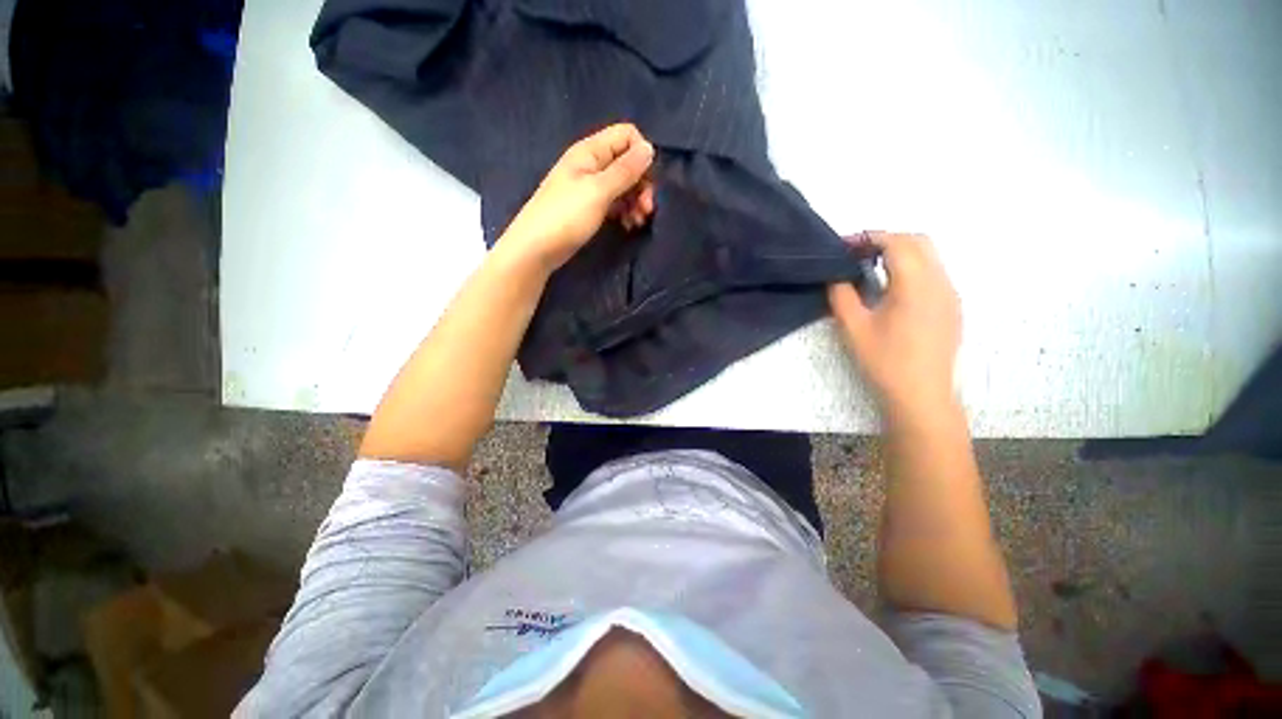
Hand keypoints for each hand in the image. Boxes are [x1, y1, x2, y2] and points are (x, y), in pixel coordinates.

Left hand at [500, 123, 655, 272]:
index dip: (642, 154)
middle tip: (647, 209)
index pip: (626, 136)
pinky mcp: (589, 208)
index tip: (648, 181)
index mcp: (590, 151)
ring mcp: (590, 188)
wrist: (536, 249)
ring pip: (623, 185)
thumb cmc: (566, 216)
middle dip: (642, 184)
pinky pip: (614, 202)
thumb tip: (649, 148)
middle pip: (627, 163)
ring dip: (635, 201)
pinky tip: (628, 225)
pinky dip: (624, 211)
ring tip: (638, 221)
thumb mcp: (598, 191)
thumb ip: (625, 170)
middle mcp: (591, 165)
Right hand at [828, 232, 960, 416]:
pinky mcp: (952, 306)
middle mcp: (940, 282)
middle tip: (857, 253)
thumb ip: (842, 295)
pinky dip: (912, 266)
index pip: (896, 243)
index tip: (844, 246)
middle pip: (918, 241)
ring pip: (929, 256)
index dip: (869, 237)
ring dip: (900, 252)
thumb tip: (837, 275)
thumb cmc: (885, 360)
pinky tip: (892, 287)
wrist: (921, 393)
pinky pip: (934, 272)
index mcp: (916, 285)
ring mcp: (950, 294)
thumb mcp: (853, 328)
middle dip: (886, 239)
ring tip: (871, 267)